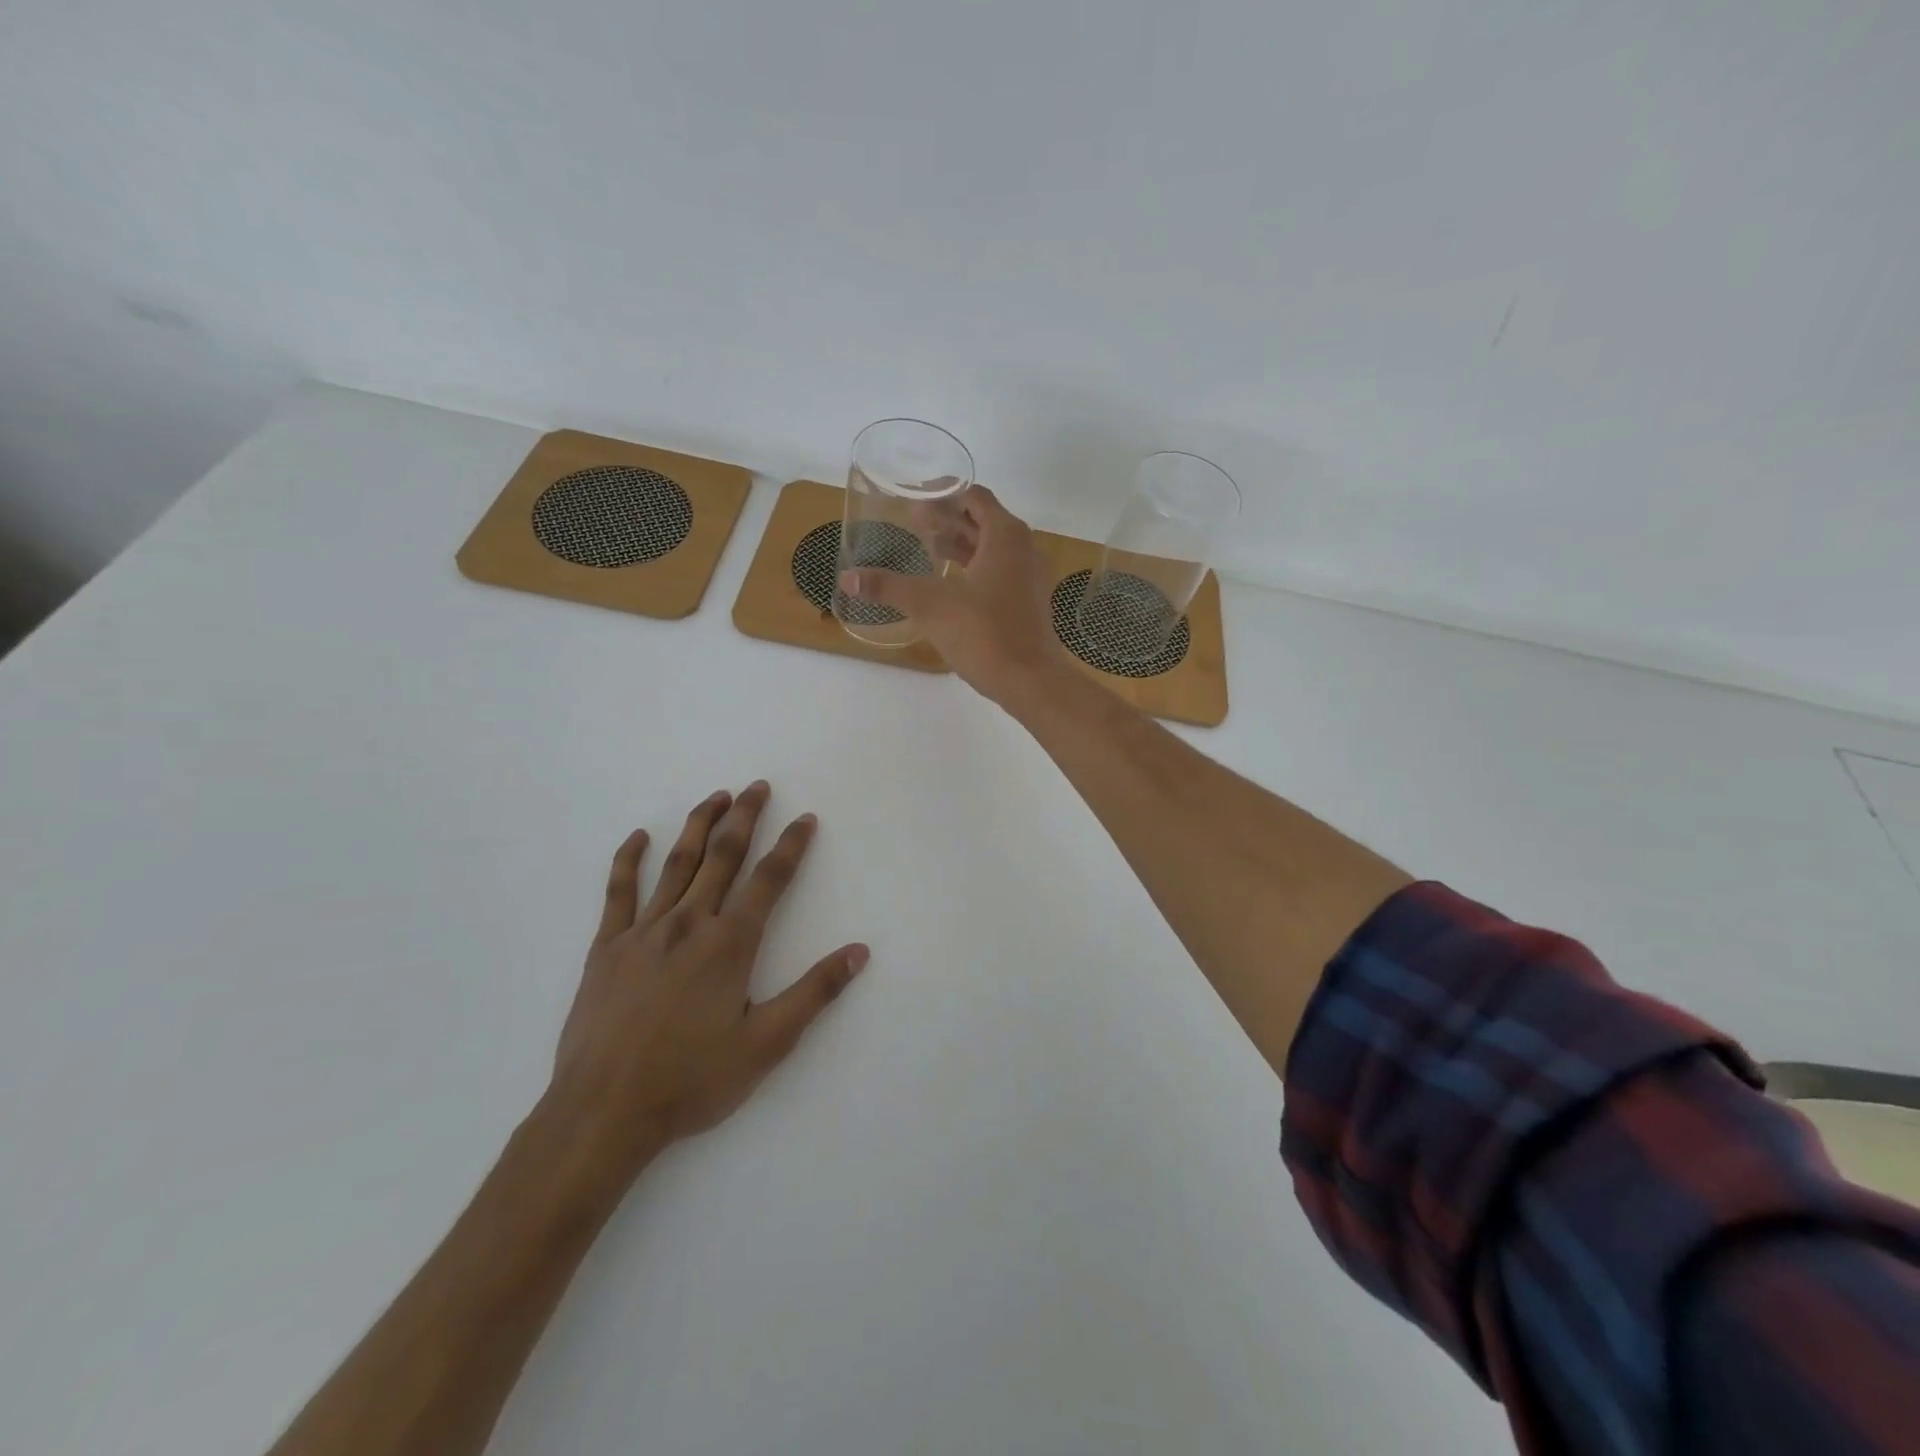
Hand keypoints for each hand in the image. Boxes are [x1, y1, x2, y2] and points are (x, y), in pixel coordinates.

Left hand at [545, 782, 868, 1187]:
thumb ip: (815, 992)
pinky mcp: (607, 947)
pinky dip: (628, 860)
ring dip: (699, 825)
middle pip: (723, 856)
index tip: (805, 818)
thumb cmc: (692, 1079)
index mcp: (730, 944)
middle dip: (745, 817)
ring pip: (677, 863)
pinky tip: (638, 837)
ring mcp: (644, 931)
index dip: (791, 845)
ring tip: (716, 796)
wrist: (604, 1111)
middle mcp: (690, 923)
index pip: (770, 879)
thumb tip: (860, 952)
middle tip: (758, 786)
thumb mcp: (767, 1044)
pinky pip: (618, 891)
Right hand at [839, 486, 1064, 703]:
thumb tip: (847, 578)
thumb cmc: (985, 633)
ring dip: (961, 544)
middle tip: (913, 521)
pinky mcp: (1028, 603)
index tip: (915, 497)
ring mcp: (1030, 578)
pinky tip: (950, 584)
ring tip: (927, 546)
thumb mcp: (930, 605)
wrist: (1031, 682)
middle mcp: (1024, 549)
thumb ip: (889, 587)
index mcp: (1006, 536)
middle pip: (983, 521)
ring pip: (992, 548)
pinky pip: (999, 572)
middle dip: (949, 518)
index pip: (974, 497)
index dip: (943, 492)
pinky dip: (973, 568)